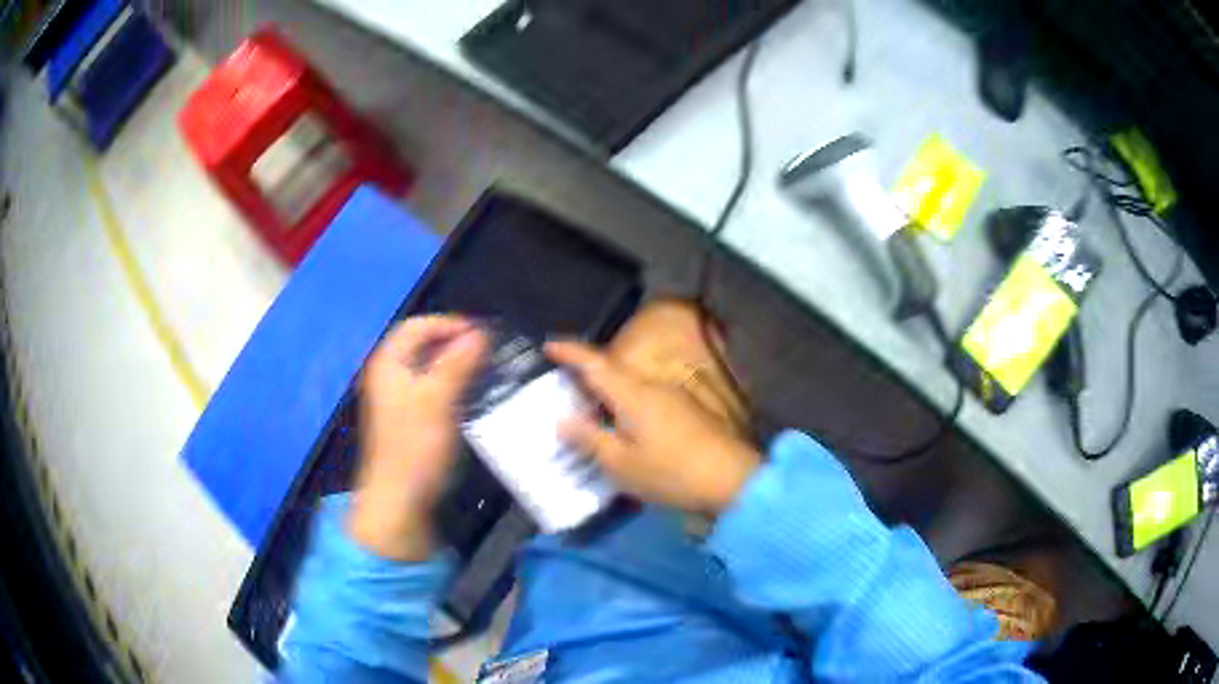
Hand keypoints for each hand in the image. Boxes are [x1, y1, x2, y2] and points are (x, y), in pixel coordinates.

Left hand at [349, 316, 487, 559]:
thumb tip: (480, 332)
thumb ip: (458, 363)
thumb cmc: (416, 446)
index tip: (483, 333)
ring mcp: (397, 396)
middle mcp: (389, 373)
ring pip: (428, 365)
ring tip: (486, 367)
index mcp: (389, 363)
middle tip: (488, 350)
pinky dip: (451, 381)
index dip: (450, 324)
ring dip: (455, 361)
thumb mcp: (438, 400)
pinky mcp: (408, 416)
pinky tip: (471, 392)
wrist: (399, 497)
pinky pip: (431, 386)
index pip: (418, 326)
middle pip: (422, 343)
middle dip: (454, 341)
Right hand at [546, 341, 759, 515]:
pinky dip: (625, 409)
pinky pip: (645, 402)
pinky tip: (621, 431)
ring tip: (586, 414)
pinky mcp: (687, 412)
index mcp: (633, 394)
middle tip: (560, 390)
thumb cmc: (670, 472)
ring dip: (607, 396)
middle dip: (585, 377)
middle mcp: (653, 387)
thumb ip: (589, 439)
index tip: (547, 345)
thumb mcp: (621, 463)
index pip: (595, 363)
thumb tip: (561, 419)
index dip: (570, 352)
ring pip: (630, 389)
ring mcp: (674, 398)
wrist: (732, 480)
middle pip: (613, 374)